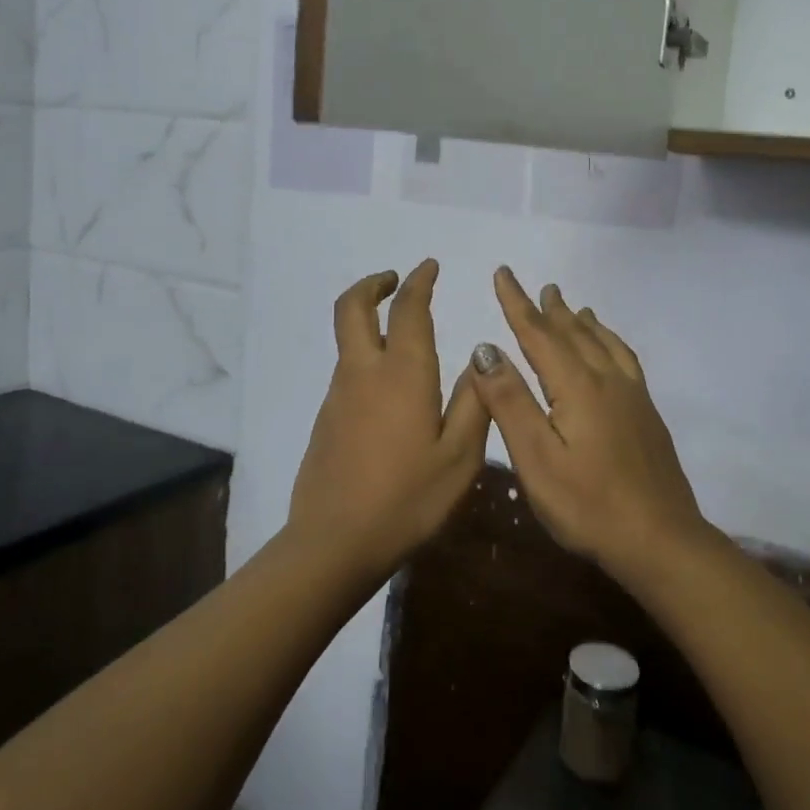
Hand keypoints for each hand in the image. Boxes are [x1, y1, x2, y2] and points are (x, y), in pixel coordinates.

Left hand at [287, 261, 490, 585]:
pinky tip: (389, 389)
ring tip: (401, 333)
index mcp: (403, 373)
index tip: (429, 267)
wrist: (335, 542)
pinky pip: (347, 370)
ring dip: (368, 319)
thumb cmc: (408, 499)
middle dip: (373, 284)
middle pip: (353, 308)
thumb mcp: (460, 456)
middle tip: (394, 279)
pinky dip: (365, 354)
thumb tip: (482, 357)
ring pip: (348, 339)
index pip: (408, 309)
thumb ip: (476, 402)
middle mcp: (364, 372)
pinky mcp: (326, 419)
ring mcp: (338, 395)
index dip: (418, 282)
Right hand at [469, 267, 708, 582]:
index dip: (517, 303)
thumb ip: (510, 401)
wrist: (661, 541)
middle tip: (541, 286)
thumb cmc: (588, 505)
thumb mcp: (536, 458)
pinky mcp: (647, 414)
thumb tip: (485, 348)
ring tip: (575, 308)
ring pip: (603, 344)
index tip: (503, 273)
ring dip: (583, 323)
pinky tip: (611, 352)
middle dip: (552, 309)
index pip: (539, 334)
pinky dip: (611, 342)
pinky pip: (625, 359)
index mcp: (577, 386)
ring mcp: (633, 396)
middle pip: (574, 333)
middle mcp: (607, 380)